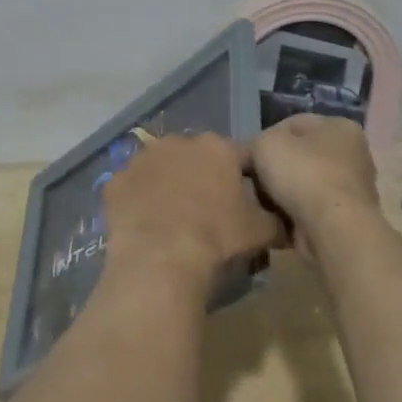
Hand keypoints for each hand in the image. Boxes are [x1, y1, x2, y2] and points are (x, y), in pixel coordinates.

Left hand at [101, 133, 283, 287]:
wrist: (161, 258)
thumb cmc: (217, 238)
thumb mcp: (261, 231)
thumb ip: (277, 220)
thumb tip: (286, 222)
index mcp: (217, 148)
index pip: (240, 156)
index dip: (246, 176)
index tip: (246, 198)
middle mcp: (178, 143)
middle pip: (197, 157)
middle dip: (202, 176)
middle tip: (208, 209)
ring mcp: (142, 159)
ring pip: (161, 168)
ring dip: (167, 184)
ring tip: (173, 217)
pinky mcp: (116, 181)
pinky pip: (132, 188)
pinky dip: (138, 200)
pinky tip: (145, 224)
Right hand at [249, 115, 381, 256]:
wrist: (333, 230)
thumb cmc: (303, 175)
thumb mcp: (265, 144)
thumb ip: (255, 144)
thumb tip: (252, 157)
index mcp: (340, 127)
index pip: (292, 124)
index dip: (265, 138)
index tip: (248, 157)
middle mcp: (353, 154)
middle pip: (299, 156)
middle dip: (274, 168)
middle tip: (251, 180)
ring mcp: (352, 188)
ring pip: (303, 184)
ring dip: (282, 193)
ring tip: (259, 202)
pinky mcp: (346, 218)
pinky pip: (309, 209)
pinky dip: (293, 213)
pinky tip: (274, 218)